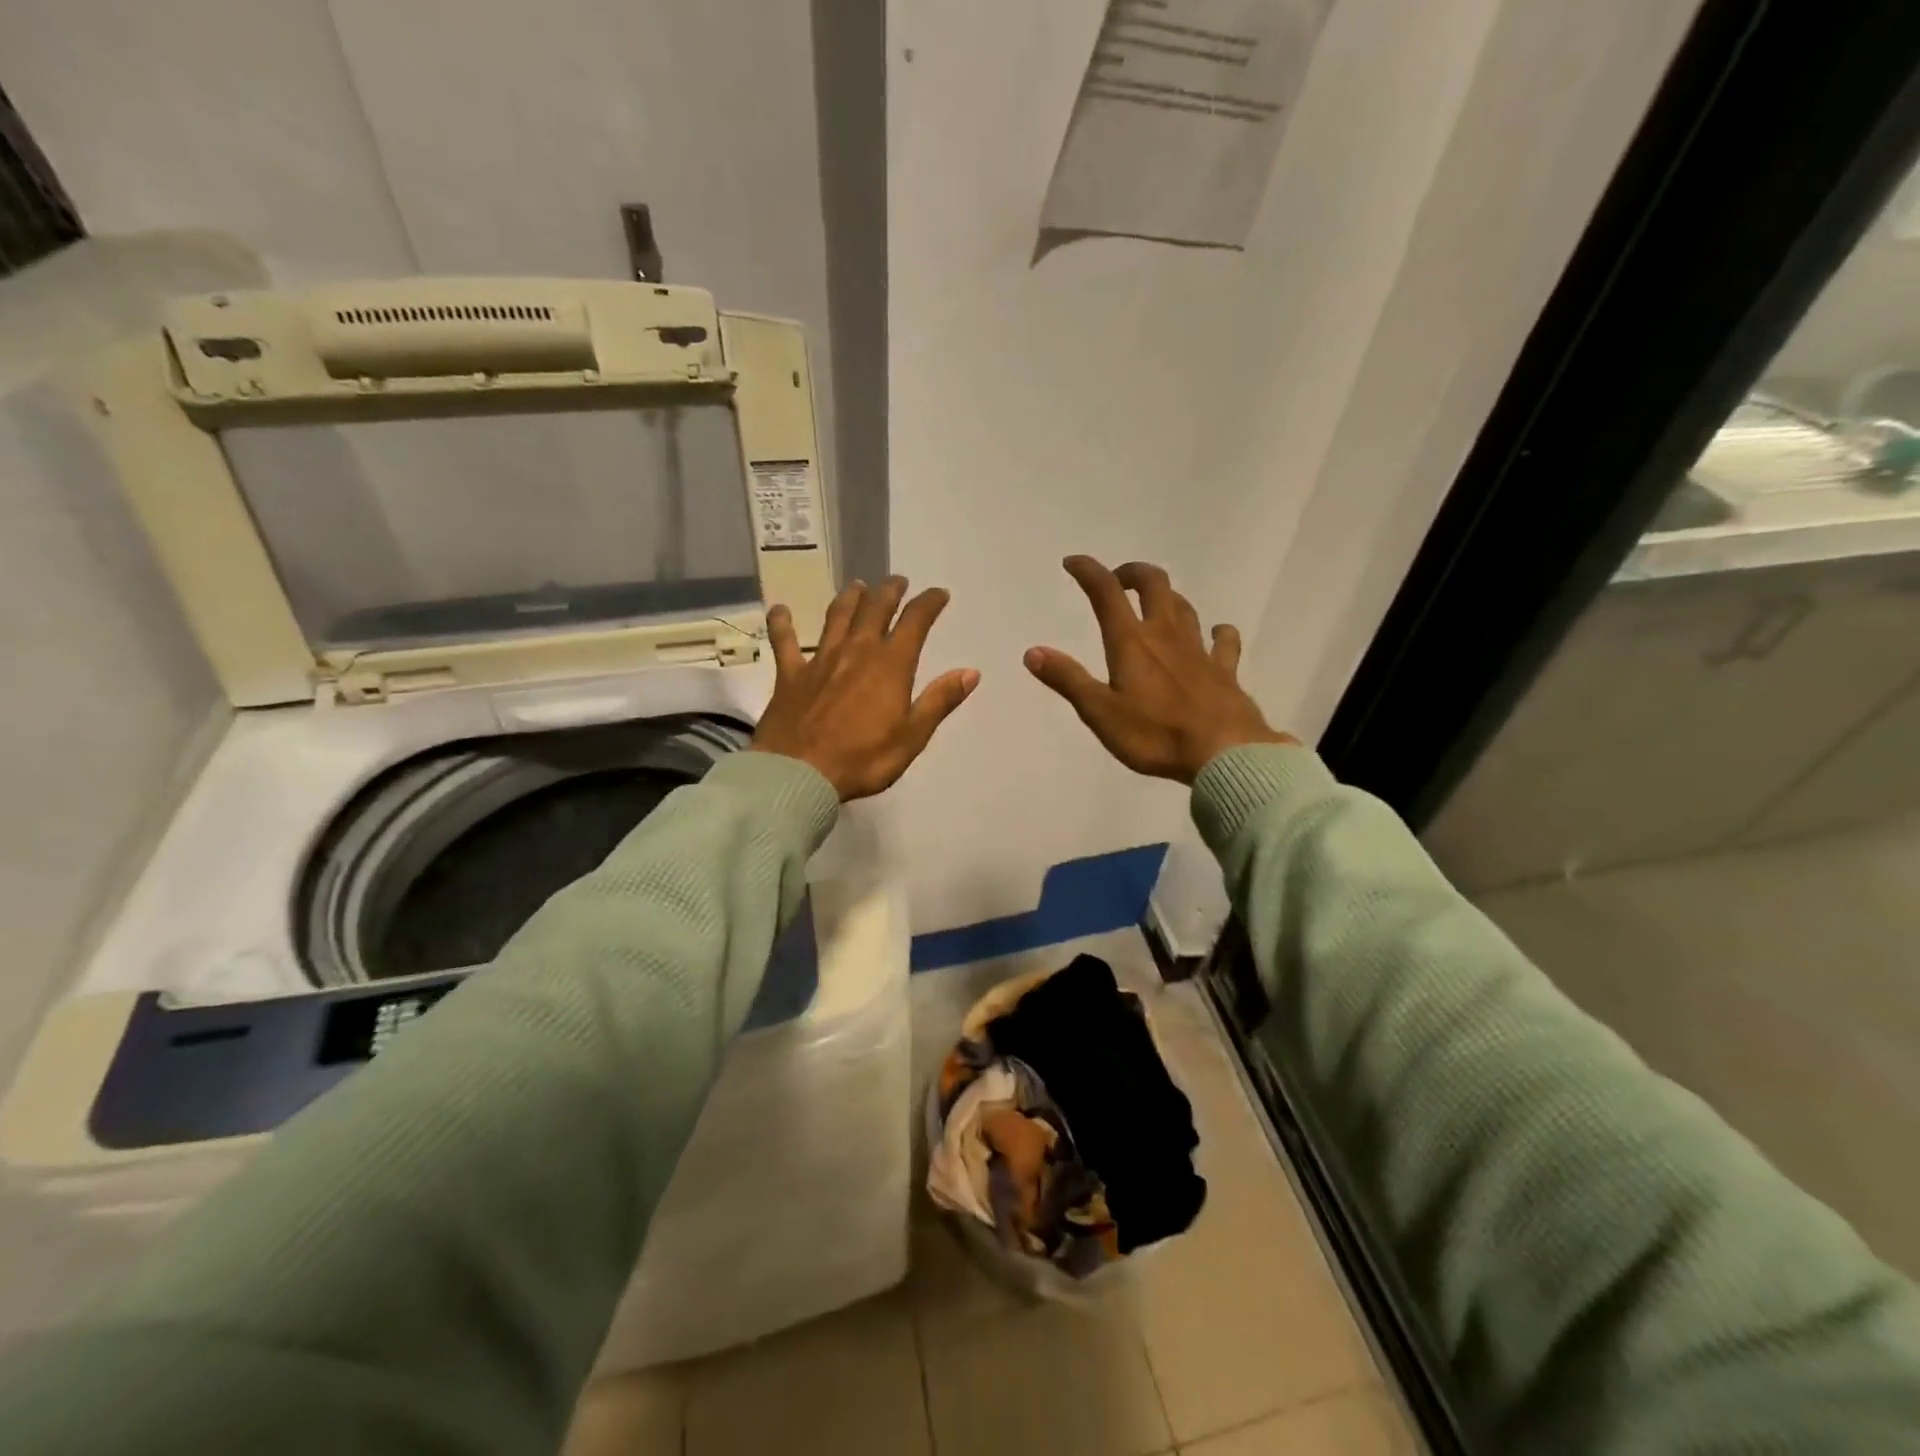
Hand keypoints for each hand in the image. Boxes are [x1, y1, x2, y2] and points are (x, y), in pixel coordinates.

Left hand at [752, 576, 979, 800]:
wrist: (799, 773)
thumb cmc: (863, 759)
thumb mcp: (912, 736)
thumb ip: (940, 701)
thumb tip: (971, 672)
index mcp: (890, 665)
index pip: (915, 622)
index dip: (929, 603)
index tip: (939, 593)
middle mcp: (857, 651)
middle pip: (875, 609)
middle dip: (889, 591)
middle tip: (897, 582)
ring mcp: (820, 659)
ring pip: (837, 616)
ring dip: (849, 597)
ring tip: (857, 586)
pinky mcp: (790, 674)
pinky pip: (785, 641)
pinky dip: (782, 623)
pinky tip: (780, 609)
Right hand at [1025, 556, 1293, 783]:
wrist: (1225, 753)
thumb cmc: (1155, 735)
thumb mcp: (1100, 712)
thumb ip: (1067, 680)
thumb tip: (1032, 652)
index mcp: (1131, 642)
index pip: (1106, 593)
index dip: (1088, 571)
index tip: (1073, 563)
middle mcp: (1166, 635)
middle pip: (1154, 584)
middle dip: (1133, 573)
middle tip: (1118, 579)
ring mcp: (1200, 650)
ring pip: (1185, 607)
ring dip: (1167, 597)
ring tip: (1156, 603)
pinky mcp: (1225, 670)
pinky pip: (1224, 641)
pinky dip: (1218, 632)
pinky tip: (1216, 634)